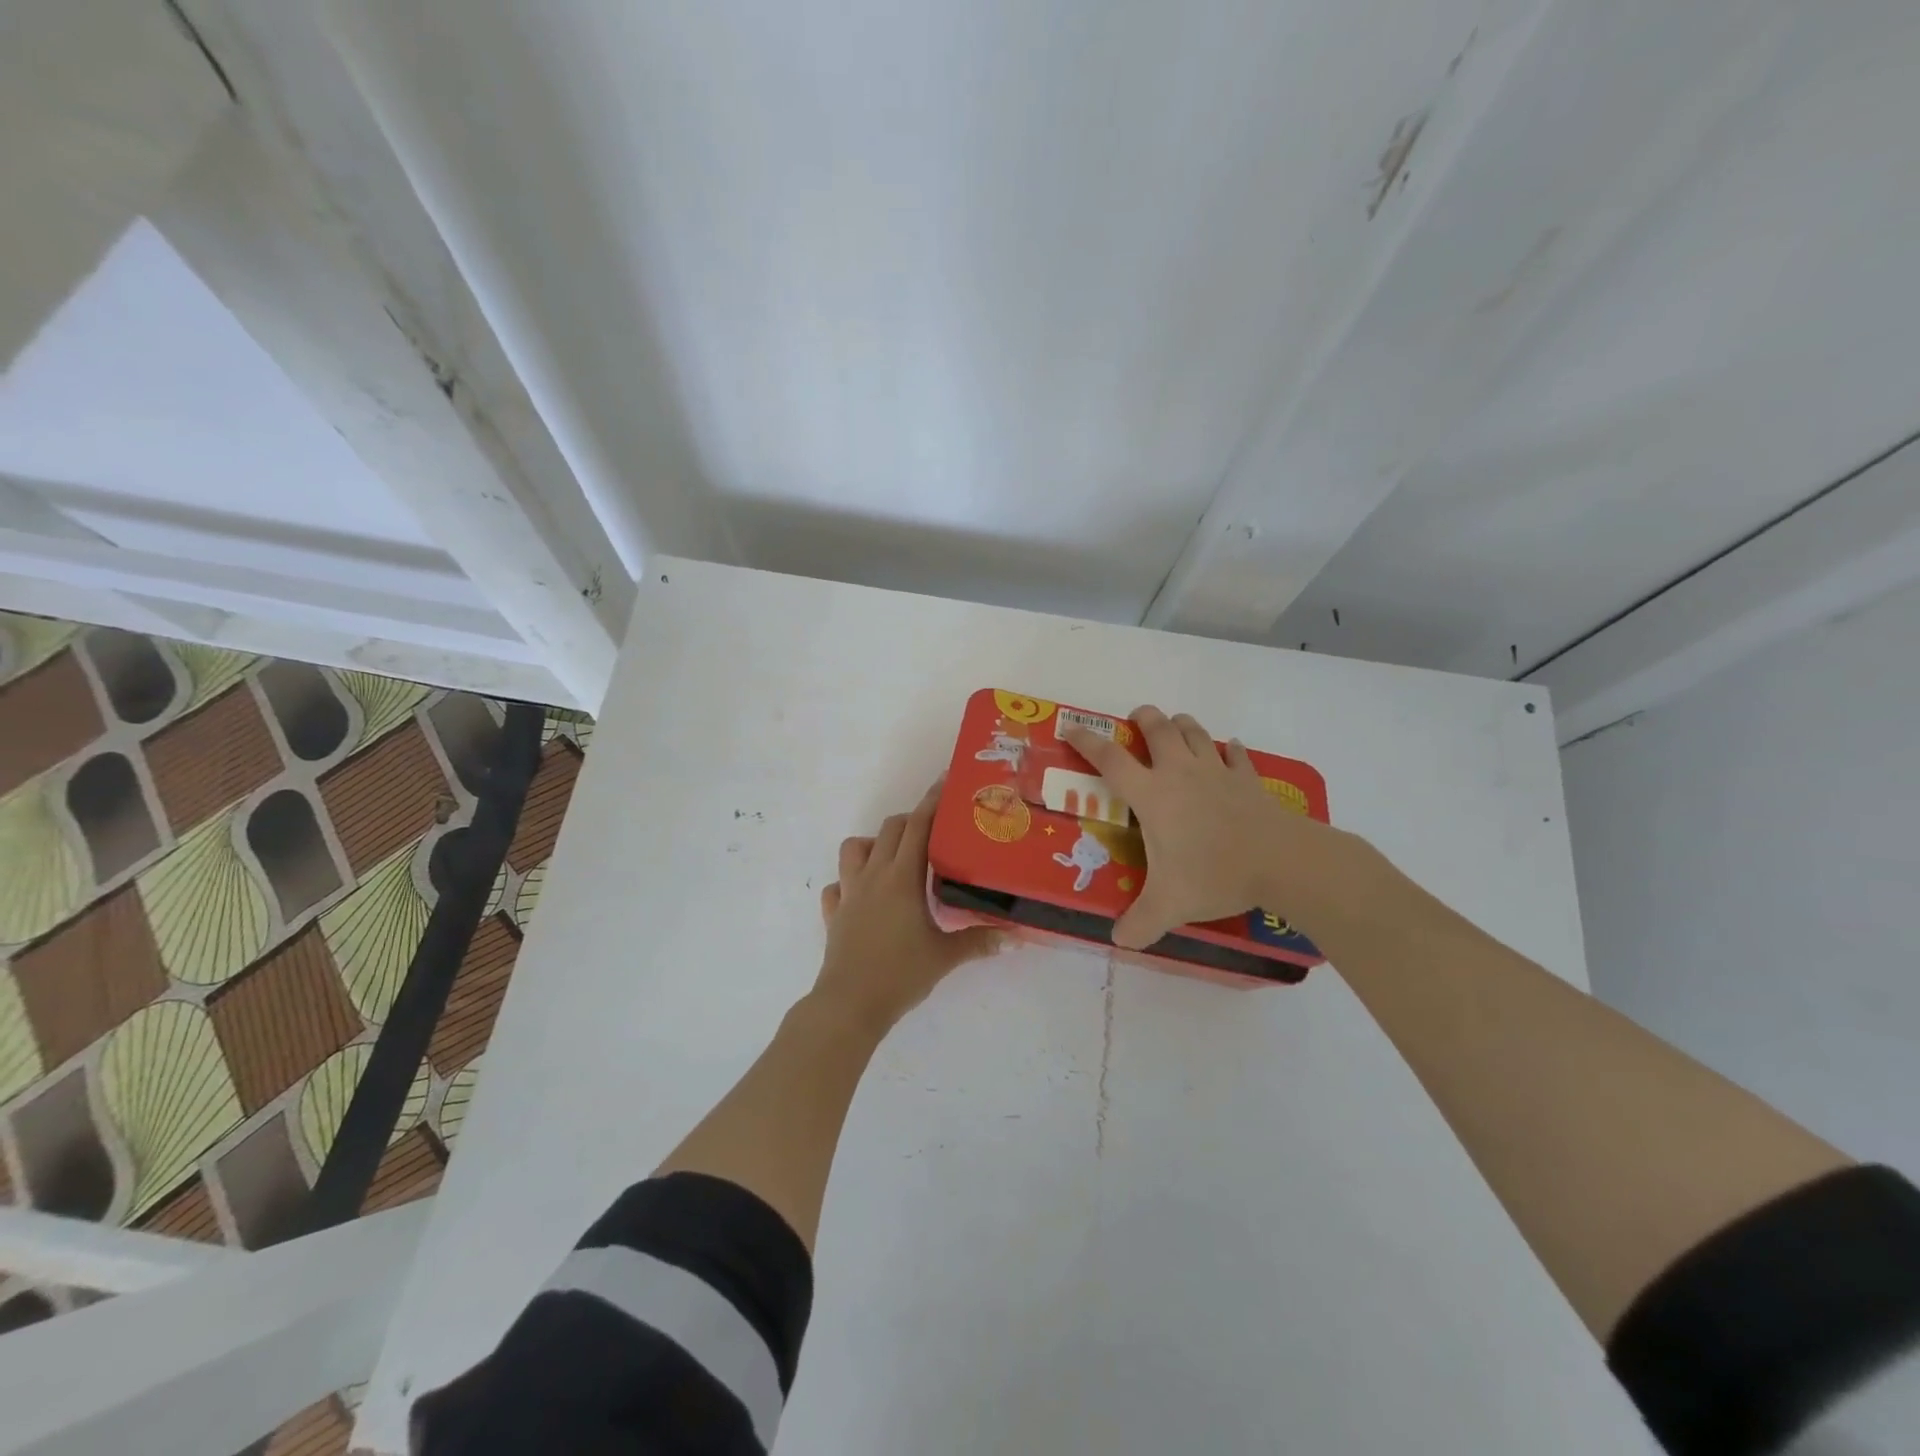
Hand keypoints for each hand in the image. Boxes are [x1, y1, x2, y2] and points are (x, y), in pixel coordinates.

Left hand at [813, 779, 1000, 1031]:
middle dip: (911, 821)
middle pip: (890, 829)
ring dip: (874, 845)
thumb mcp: (945, 956)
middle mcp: (873, 875)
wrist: (850, 1004)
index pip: (918, 826)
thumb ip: (980, 941)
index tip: (945, 783)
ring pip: (854, 848)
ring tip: (895, 859)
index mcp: (901, 878)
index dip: (932, 802)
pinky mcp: (834, 914)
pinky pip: (837, 887)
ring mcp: (849, 893)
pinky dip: (848, 883)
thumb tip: (1017, 937)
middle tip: (934, 831)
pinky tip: (863, 897)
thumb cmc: (900, 974)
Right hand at [1064, 705, 1371, 948]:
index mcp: (1152, 795)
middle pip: (1158, 729)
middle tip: (1137, 718)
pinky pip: (1236, 755)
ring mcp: (1217, 771)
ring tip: (1175, 727)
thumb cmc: (1215, 874)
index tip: (1071, 728)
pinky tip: (1230, 750)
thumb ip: (1139, 923)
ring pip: (1195, 732)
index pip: (1110, 760)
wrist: (1282, 861)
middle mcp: (1180, 773)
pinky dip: (1230, 750)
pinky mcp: (1248, 779)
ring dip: (1182, 725)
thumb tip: (1118, 941)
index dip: (1087, 742)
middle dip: (1144, 718)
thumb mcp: (1169, 905)